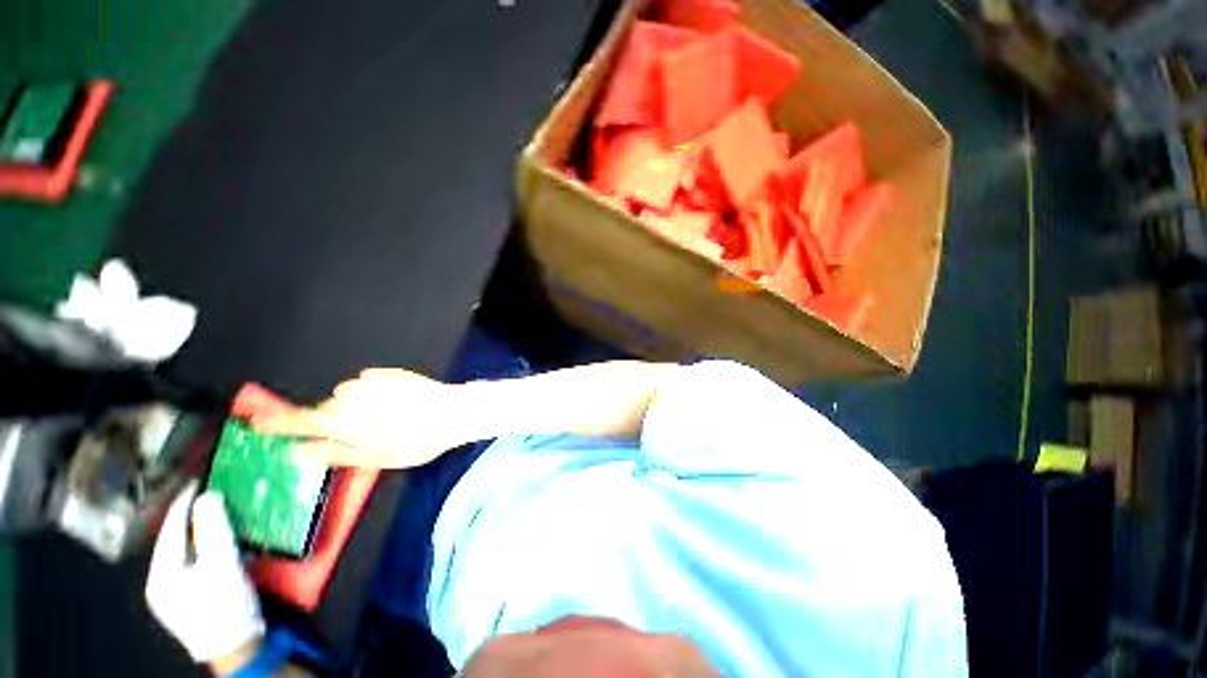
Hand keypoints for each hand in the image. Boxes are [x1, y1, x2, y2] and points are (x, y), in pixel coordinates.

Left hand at [146, 483, 264, 666]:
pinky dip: (201, 547)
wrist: (236, 647)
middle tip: (210, 494)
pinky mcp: (186, 599)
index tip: (200, 480)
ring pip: (182, 552)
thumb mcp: (223, 564)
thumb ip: (214, 529)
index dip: (184, 502)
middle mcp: (158, 582)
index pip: (169, 528)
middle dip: (190, 516)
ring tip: (214, 513)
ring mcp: (170, 593)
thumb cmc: (225, 605)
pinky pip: (190, 562)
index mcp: (160, 574)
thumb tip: (207, 495)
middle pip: (173, 540)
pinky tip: (214, 543)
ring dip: (197, 532)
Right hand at [249, 368, 469, 468]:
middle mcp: (347, 395)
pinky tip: (400, 403)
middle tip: (369, 434)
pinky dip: (376, 394)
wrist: (453, 411)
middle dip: (338, 423)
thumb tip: (301, 453)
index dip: (274, 423)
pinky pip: (369, 385)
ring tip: (391, 419)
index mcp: (340, 421)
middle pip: (327, 410)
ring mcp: (368, 380)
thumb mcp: (375, 458)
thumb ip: (334, 454)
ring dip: (360, 408)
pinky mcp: (386, 372)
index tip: (256, 422)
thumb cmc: (417, 440)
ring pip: (349, 397)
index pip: (295, 421)